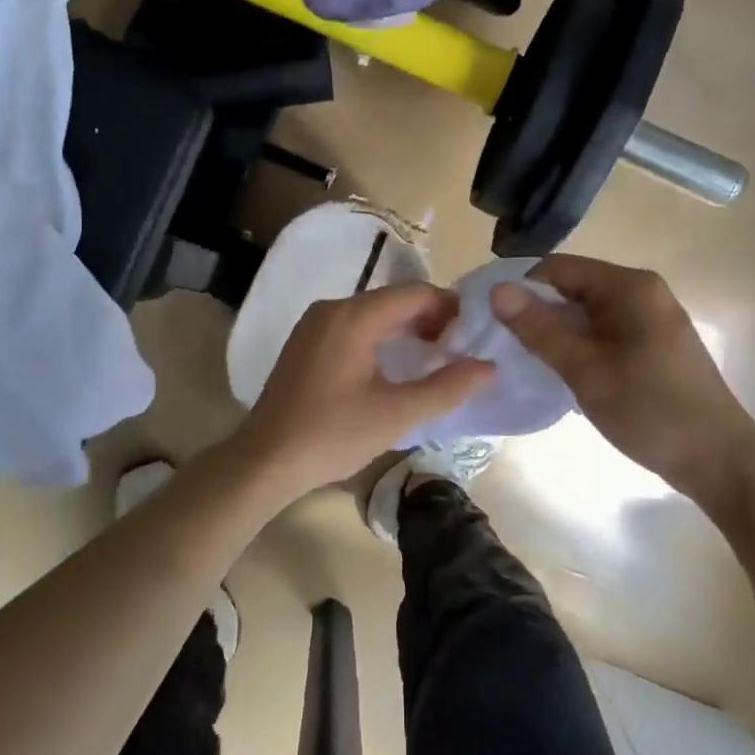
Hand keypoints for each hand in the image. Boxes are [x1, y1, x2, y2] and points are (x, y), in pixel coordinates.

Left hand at [232, 283, 495, 499]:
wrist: (266, 460)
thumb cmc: (333, 435)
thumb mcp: (397, 414)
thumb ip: (446, 387)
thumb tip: (488, 367)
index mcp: (353, 316)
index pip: (415, 293)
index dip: (451, 308)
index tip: (475, 335)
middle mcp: (332, 308)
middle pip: (393, 299)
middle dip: (431, 318)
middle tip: (460, 349)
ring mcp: (314, 324)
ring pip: (373, 312)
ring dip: (407, 328)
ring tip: (436, 357)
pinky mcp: (306, 342)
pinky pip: (353, 325)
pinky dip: (381, 336)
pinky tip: (396, 364)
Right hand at [491, 254, 754, 516]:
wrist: (721, 462)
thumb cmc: (651, 411)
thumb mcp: (586, 370)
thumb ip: (540, 329)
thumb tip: (497, 291)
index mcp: (629, 287)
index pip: (558, 268)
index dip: (520, 288)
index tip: (488, 319)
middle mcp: (642, 292)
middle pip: (572, 288)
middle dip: (536, 312)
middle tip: (500, 344)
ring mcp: (650, 319)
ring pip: (586, 314)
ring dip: (555, 332)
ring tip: (522, 360)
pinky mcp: (653, 345)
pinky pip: (603, 333)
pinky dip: (578, 346)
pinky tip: (560, 372)